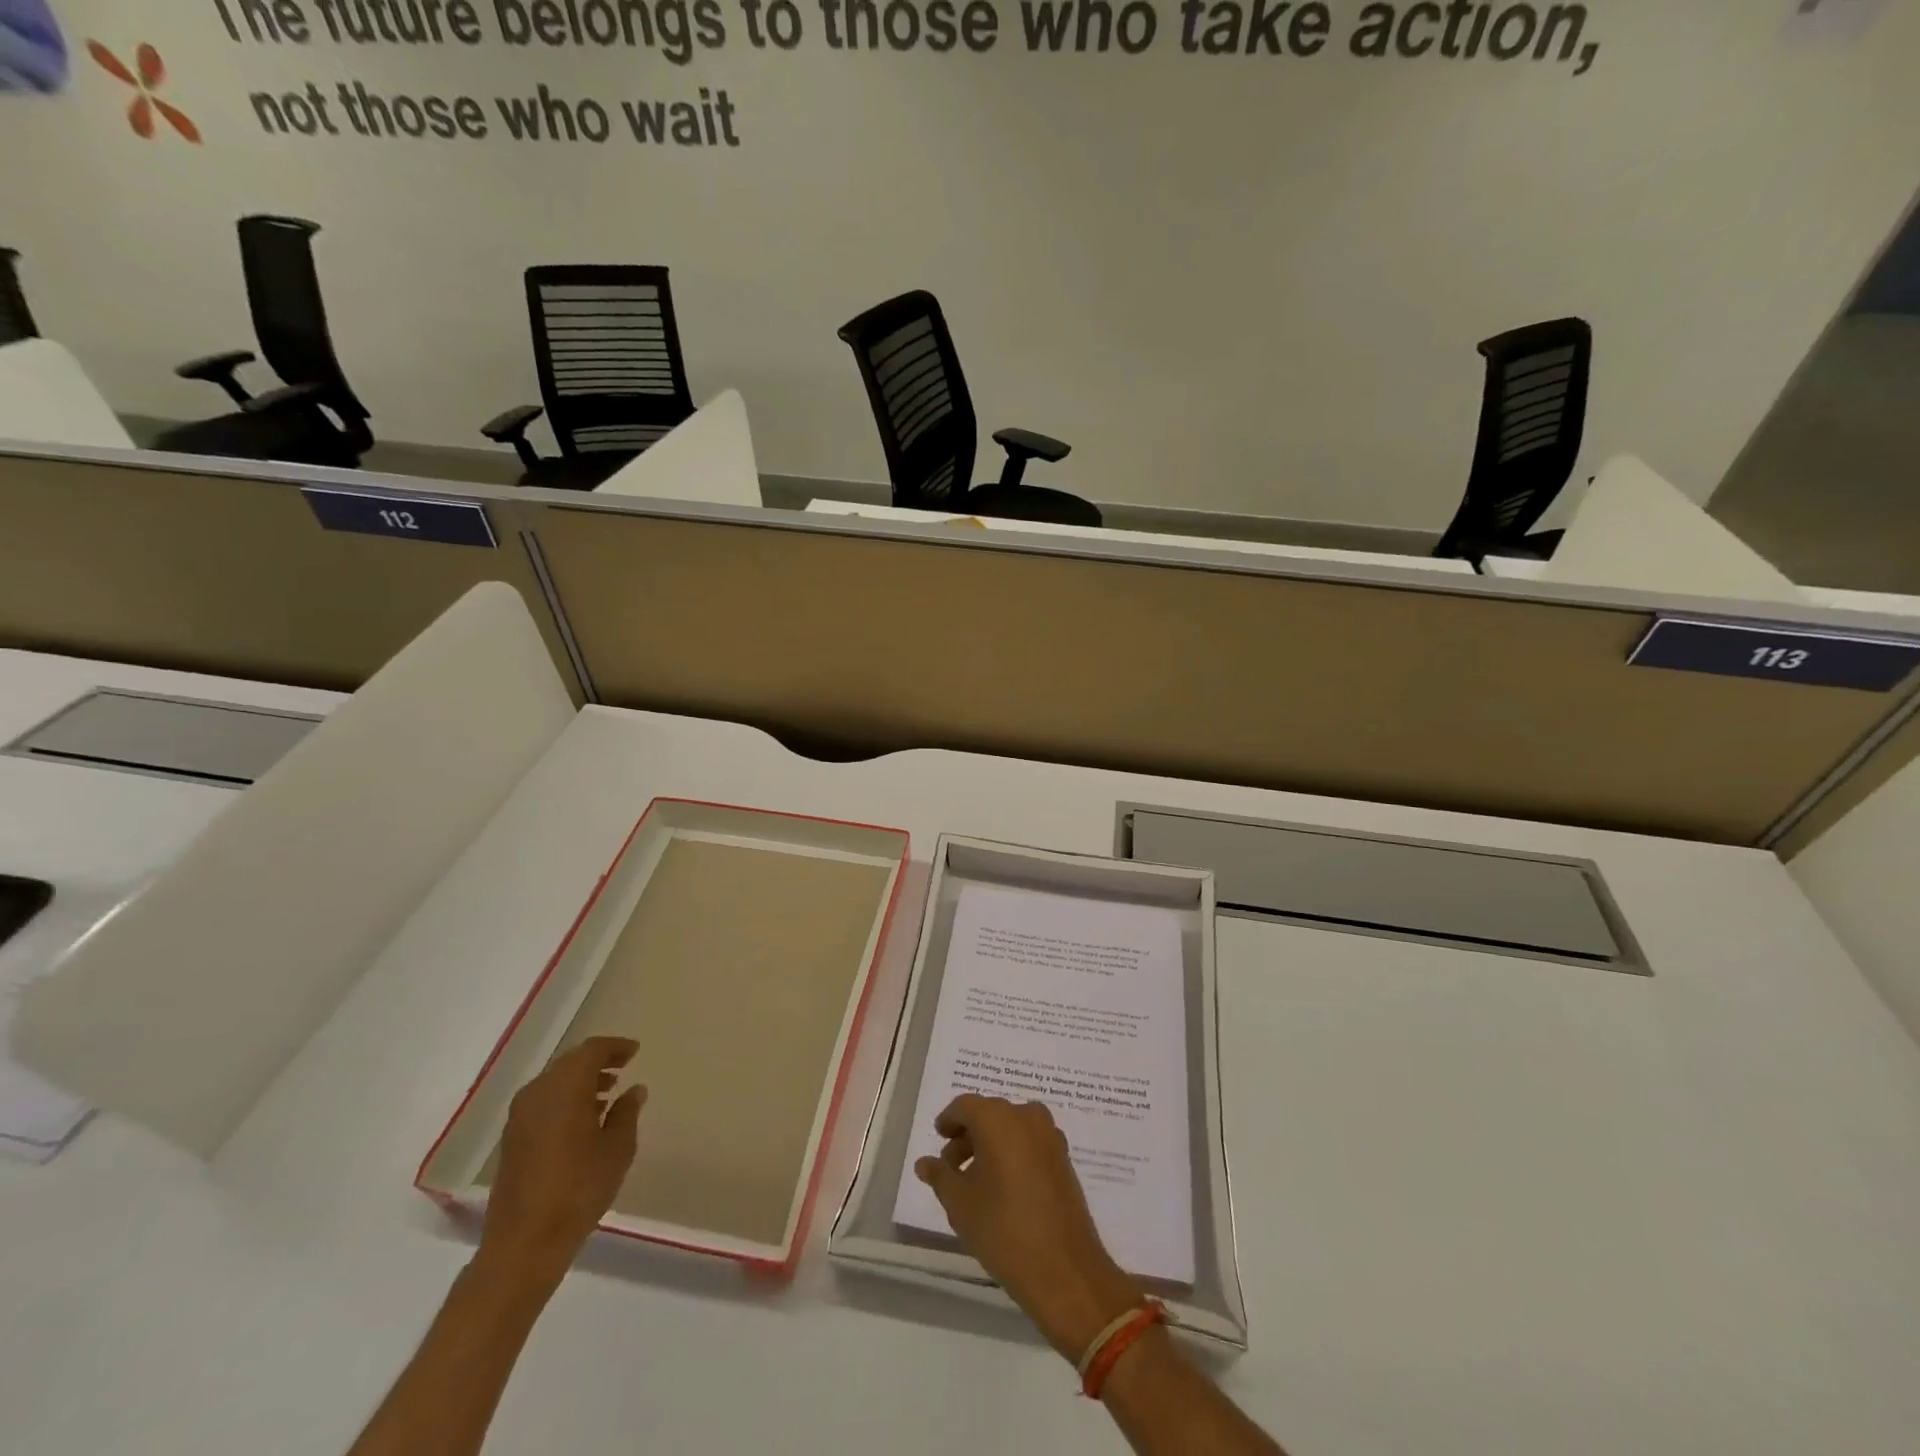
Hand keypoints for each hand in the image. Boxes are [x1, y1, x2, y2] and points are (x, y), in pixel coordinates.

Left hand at [479, 1037, 645, 1287]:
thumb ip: (627, 1112)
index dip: (615, 1047)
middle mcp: (537, 1093)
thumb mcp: (618, 1148)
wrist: (524, 1243)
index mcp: (565, 1087)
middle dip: (597, 1062)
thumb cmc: (579, 1188)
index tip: (635, 1051)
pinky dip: (564, 1100)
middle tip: (623, 1069)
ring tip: (607, 1095)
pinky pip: (542, 1102)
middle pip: (570, 1063)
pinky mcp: (511, 1139)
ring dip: (580, 1082)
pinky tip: (582, 1121)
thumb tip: (633, 1090)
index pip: (592, 1050)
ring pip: (554, 1083)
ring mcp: (519, 1117)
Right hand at [915, 1094, 1142, 1361]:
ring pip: (1011, 1129)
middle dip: (968, 1136)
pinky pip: (1030, 1144)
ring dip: (991, 1145)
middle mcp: (1026, 1117)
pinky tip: (1003, 1188)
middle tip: (951, 1167)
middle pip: (990, 1115)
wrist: (1064, 1268)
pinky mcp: (1064, 1159)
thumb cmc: (1003, 1229)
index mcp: (998, 1118)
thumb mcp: (960, 1203)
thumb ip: (940, 1176)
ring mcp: (1050, 1136)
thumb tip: (925, 1162)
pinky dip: (1013, 1154)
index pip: (965, 1106)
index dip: (949, 1121)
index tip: (939, 1138)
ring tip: (975, 1182)